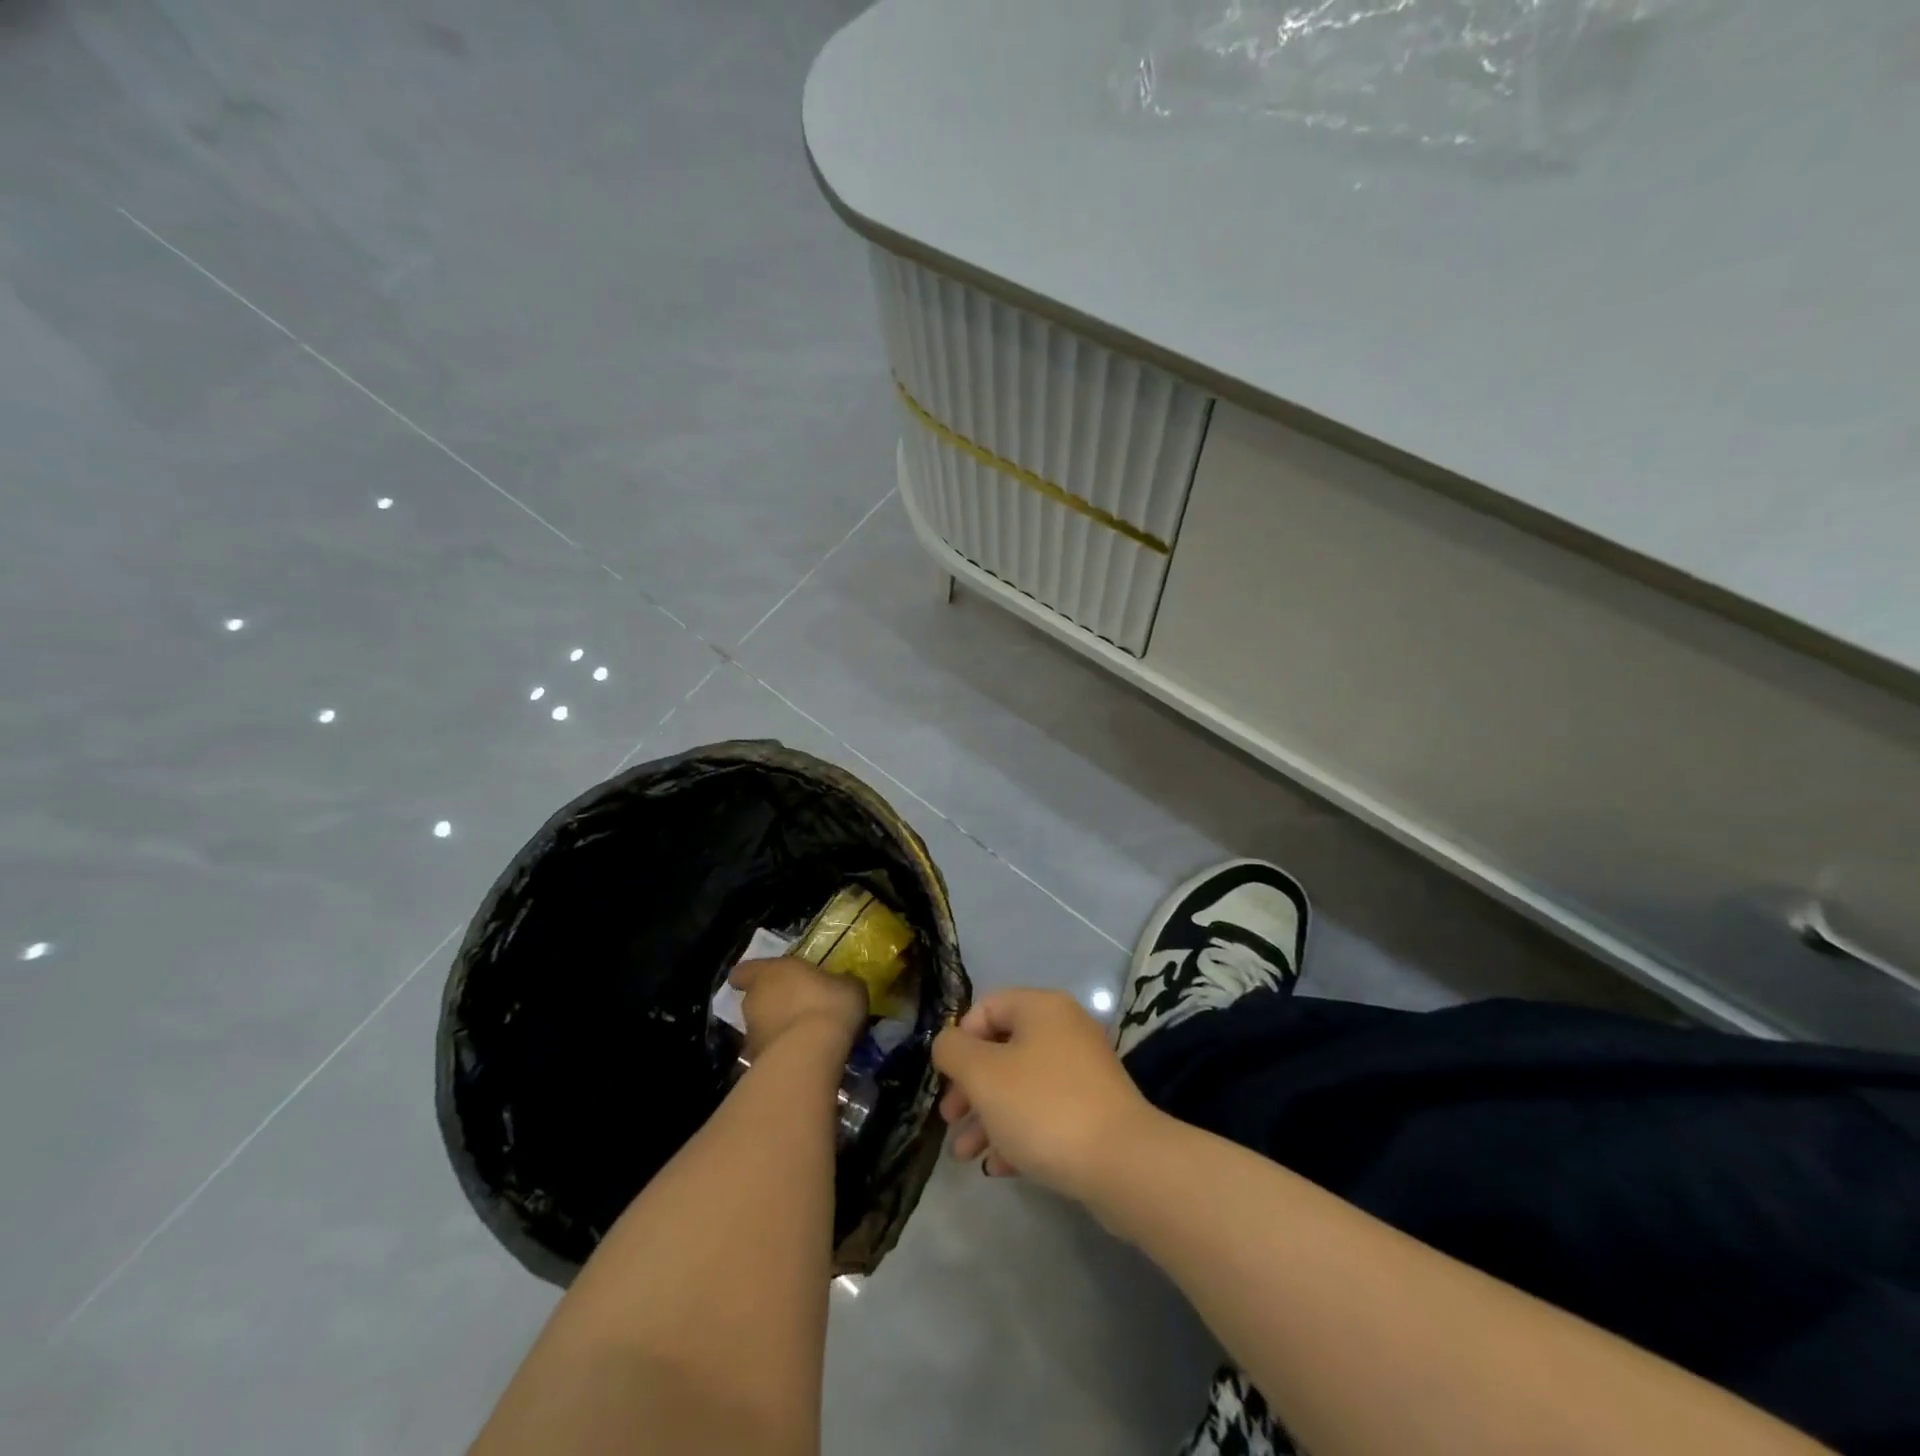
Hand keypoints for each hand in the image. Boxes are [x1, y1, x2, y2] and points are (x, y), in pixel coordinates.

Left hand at [731, 957, 867, 1060]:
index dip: (751, 975)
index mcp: (771, 972)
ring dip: (777, 1030)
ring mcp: (752, 1034)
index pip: (745, 971)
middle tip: (798, 1008)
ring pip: (761, 1028)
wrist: (812, 1054)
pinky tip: (804, 1058)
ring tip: (804, 1037)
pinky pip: (769, 1053)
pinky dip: (782, 1054)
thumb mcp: (848, 986)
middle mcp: (754, 1000)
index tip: (764, 978)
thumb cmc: (828, 1004)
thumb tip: (840, 985)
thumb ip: (838, 983)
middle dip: (772, 1004)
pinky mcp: (756, 1064)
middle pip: (755, 999)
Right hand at [933, 989, 1155, 1198]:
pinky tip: (998, 1167)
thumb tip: (948, 1044)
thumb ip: (953, 1050)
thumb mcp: (983, 1074)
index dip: (960, 1039)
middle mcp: (1064, 1030)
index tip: (947, 1078)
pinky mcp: (1093, 1111)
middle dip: (969, 1087)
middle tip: (949, 1120)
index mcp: (1041, 1008)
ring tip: (965, 1155)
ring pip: (1020, 1086)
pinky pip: (1044, 1113)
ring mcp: (1082, 1071)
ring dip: (987, 1116)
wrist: (1122, 1164)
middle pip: (1002, 1050)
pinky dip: (1017, 1133)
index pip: (987, 1007)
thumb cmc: (1043, 1107)